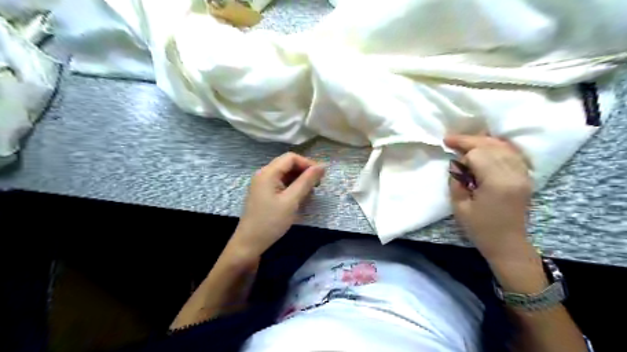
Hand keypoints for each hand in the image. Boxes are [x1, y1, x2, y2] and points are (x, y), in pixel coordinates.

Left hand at [228, 153, 325, 259]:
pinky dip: (292, 187)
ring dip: (299, 180)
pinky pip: (280, 183)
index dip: (307, 163)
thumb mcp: (291, 201)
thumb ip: (306, 181)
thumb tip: (322, 166)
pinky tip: (299, 197)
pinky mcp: (263, 193)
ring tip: (310, 193)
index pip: (291, 157)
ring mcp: (262, 184)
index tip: (320, 176)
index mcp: (268, 173)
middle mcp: (263, 174)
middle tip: (317, 185)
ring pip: (285, 174)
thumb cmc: (271, 222)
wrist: (249, 243)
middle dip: (304, 172)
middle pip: (287, 164)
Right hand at [445, 135, 533, 261]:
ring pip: (503, 146)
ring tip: (466, 142)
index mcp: (497, 183)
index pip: (479, 154)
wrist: (508, 244)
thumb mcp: (459, 207)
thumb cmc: (480, 229)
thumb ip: (456, 181)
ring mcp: (523, 175)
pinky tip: (486, 146)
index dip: (462, 152)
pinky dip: (497, 147)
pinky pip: (512, 153)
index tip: (450, 155)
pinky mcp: (525, 177)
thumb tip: (455, 162)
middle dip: (470, 140)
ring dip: (483, 141)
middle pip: (491, 145)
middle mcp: (514, 174)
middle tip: (451, 139)